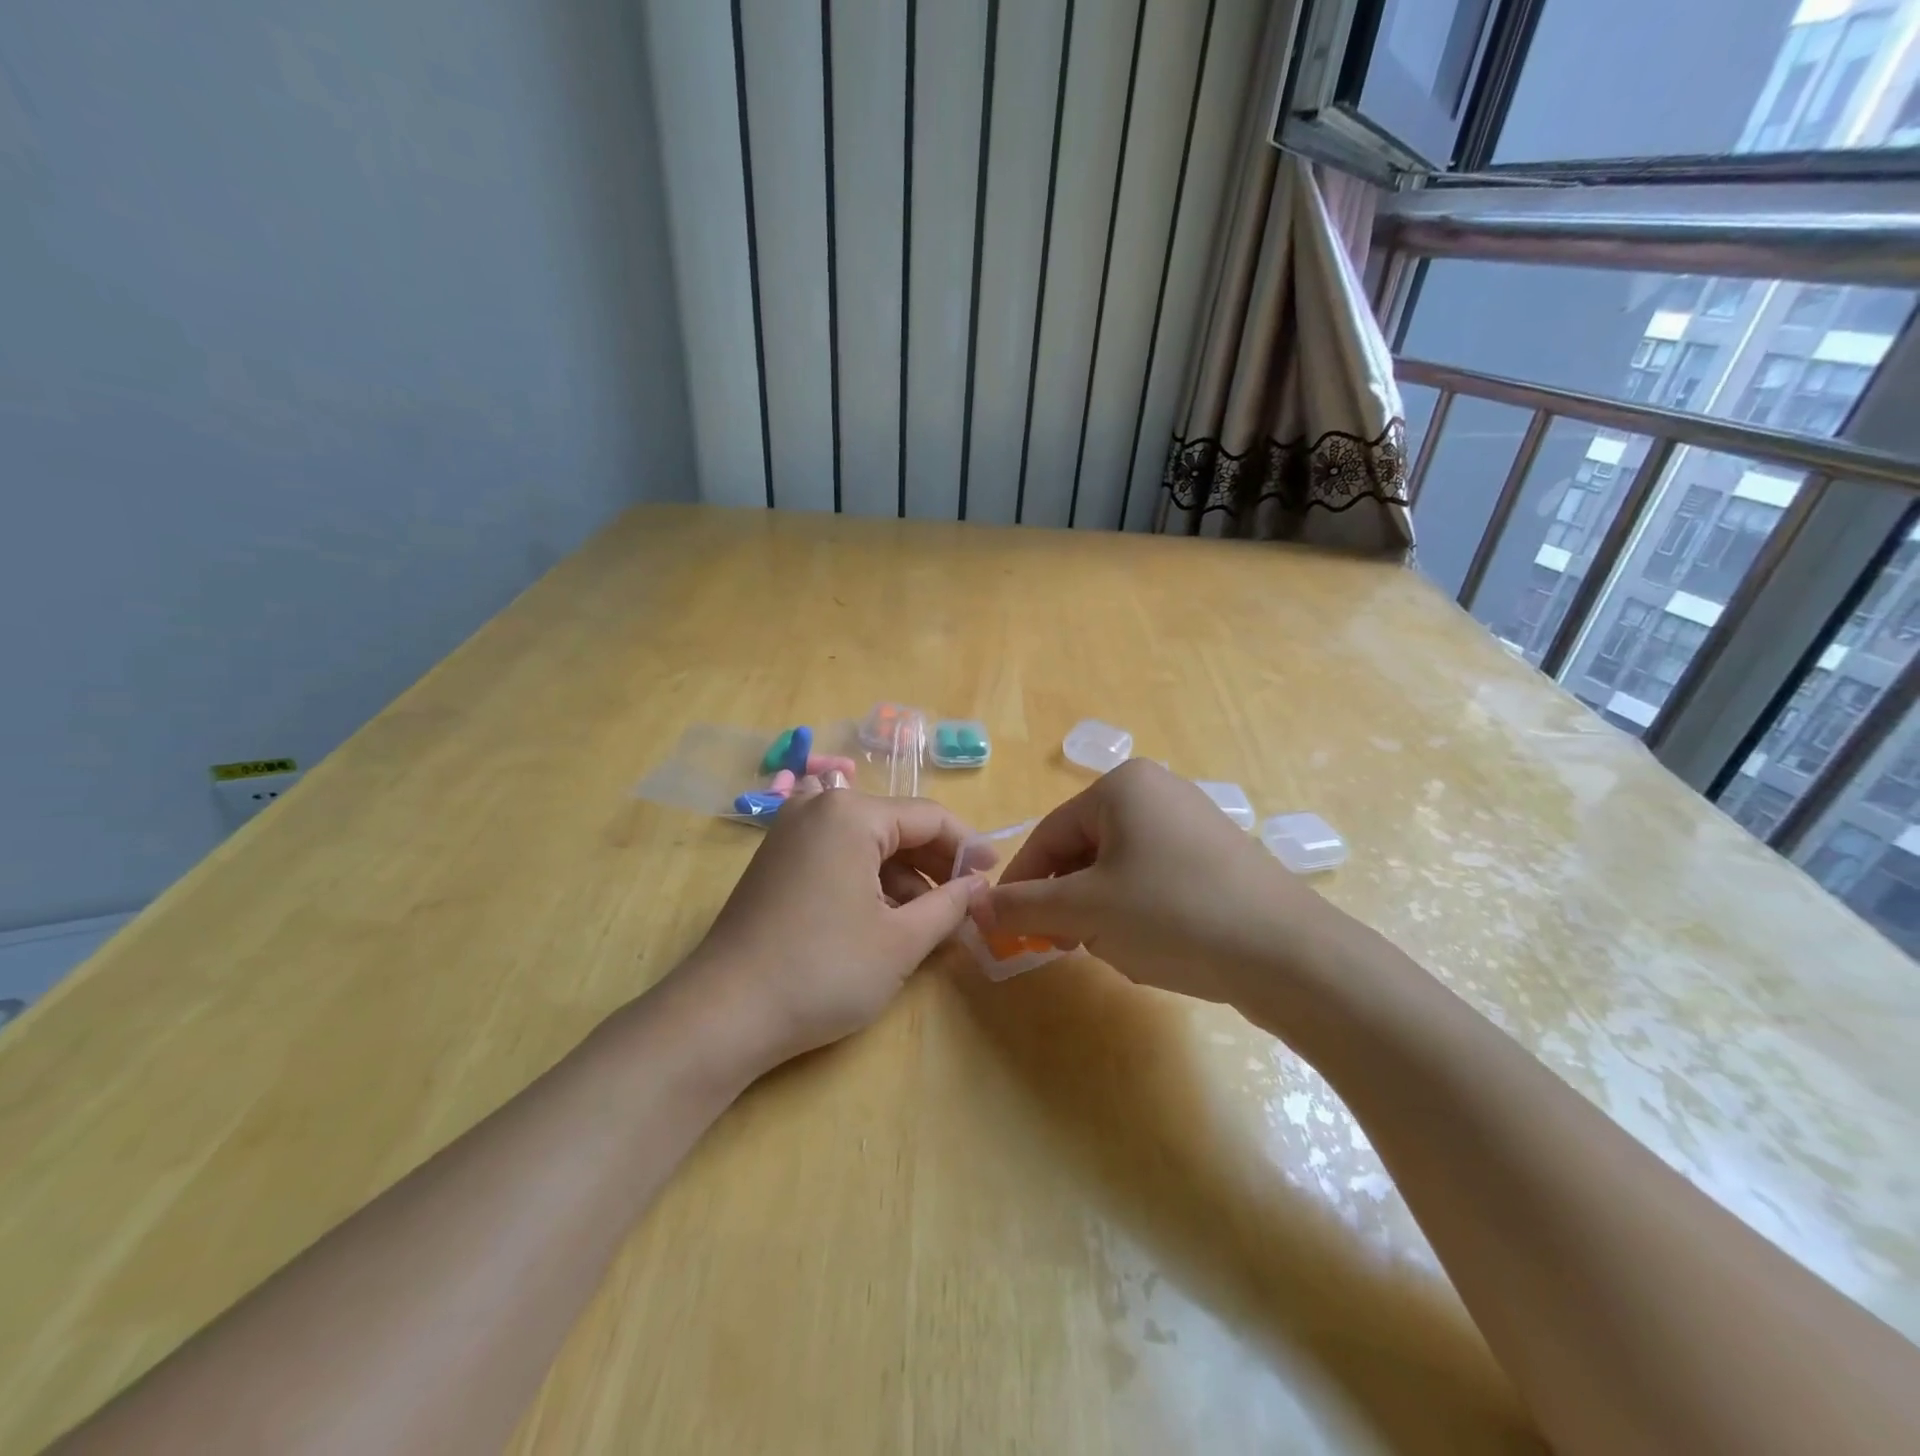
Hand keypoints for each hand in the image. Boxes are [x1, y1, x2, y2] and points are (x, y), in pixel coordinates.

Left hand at [675, 787, 979, 1070]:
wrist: (723, 1015)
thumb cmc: (823, 972)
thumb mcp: (901, 942)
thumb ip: (950, 906)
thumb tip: (978, 886)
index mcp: (851, 813)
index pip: (929, 817)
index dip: (968, 847)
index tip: (994, 877)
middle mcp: (818, 807)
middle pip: (896, 826)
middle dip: (934, 865)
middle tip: (966, 904)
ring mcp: (790, 832)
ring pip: (867, 843)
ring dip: (903, 877)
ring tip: (929, 922)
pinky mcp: (776, 860)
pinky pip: (838, 856)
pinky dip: (868, 881)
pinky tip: (885, 919)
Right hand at [971, 760, 1351, 1005]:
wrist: (1289, 954)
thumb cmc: (1173, 914)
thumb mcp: (1086, 911)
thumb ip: (1023, 906)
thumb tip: (975, 905)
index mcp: (1121, 786)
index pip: (1048, 835)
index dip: (1021, 885)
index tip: (1006, 929)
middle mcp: (1157, 790)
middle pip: (1082, 849)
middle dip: (1067, 901)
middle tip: (1063, 946)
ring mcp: (1192, 821)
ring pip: (1117, 868)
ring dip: (1101, 910)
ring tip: (1115, 948)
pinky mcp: (1217, 856)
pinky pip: (1154, 878)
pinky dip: (1138, 911)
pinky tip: (1153, 945)